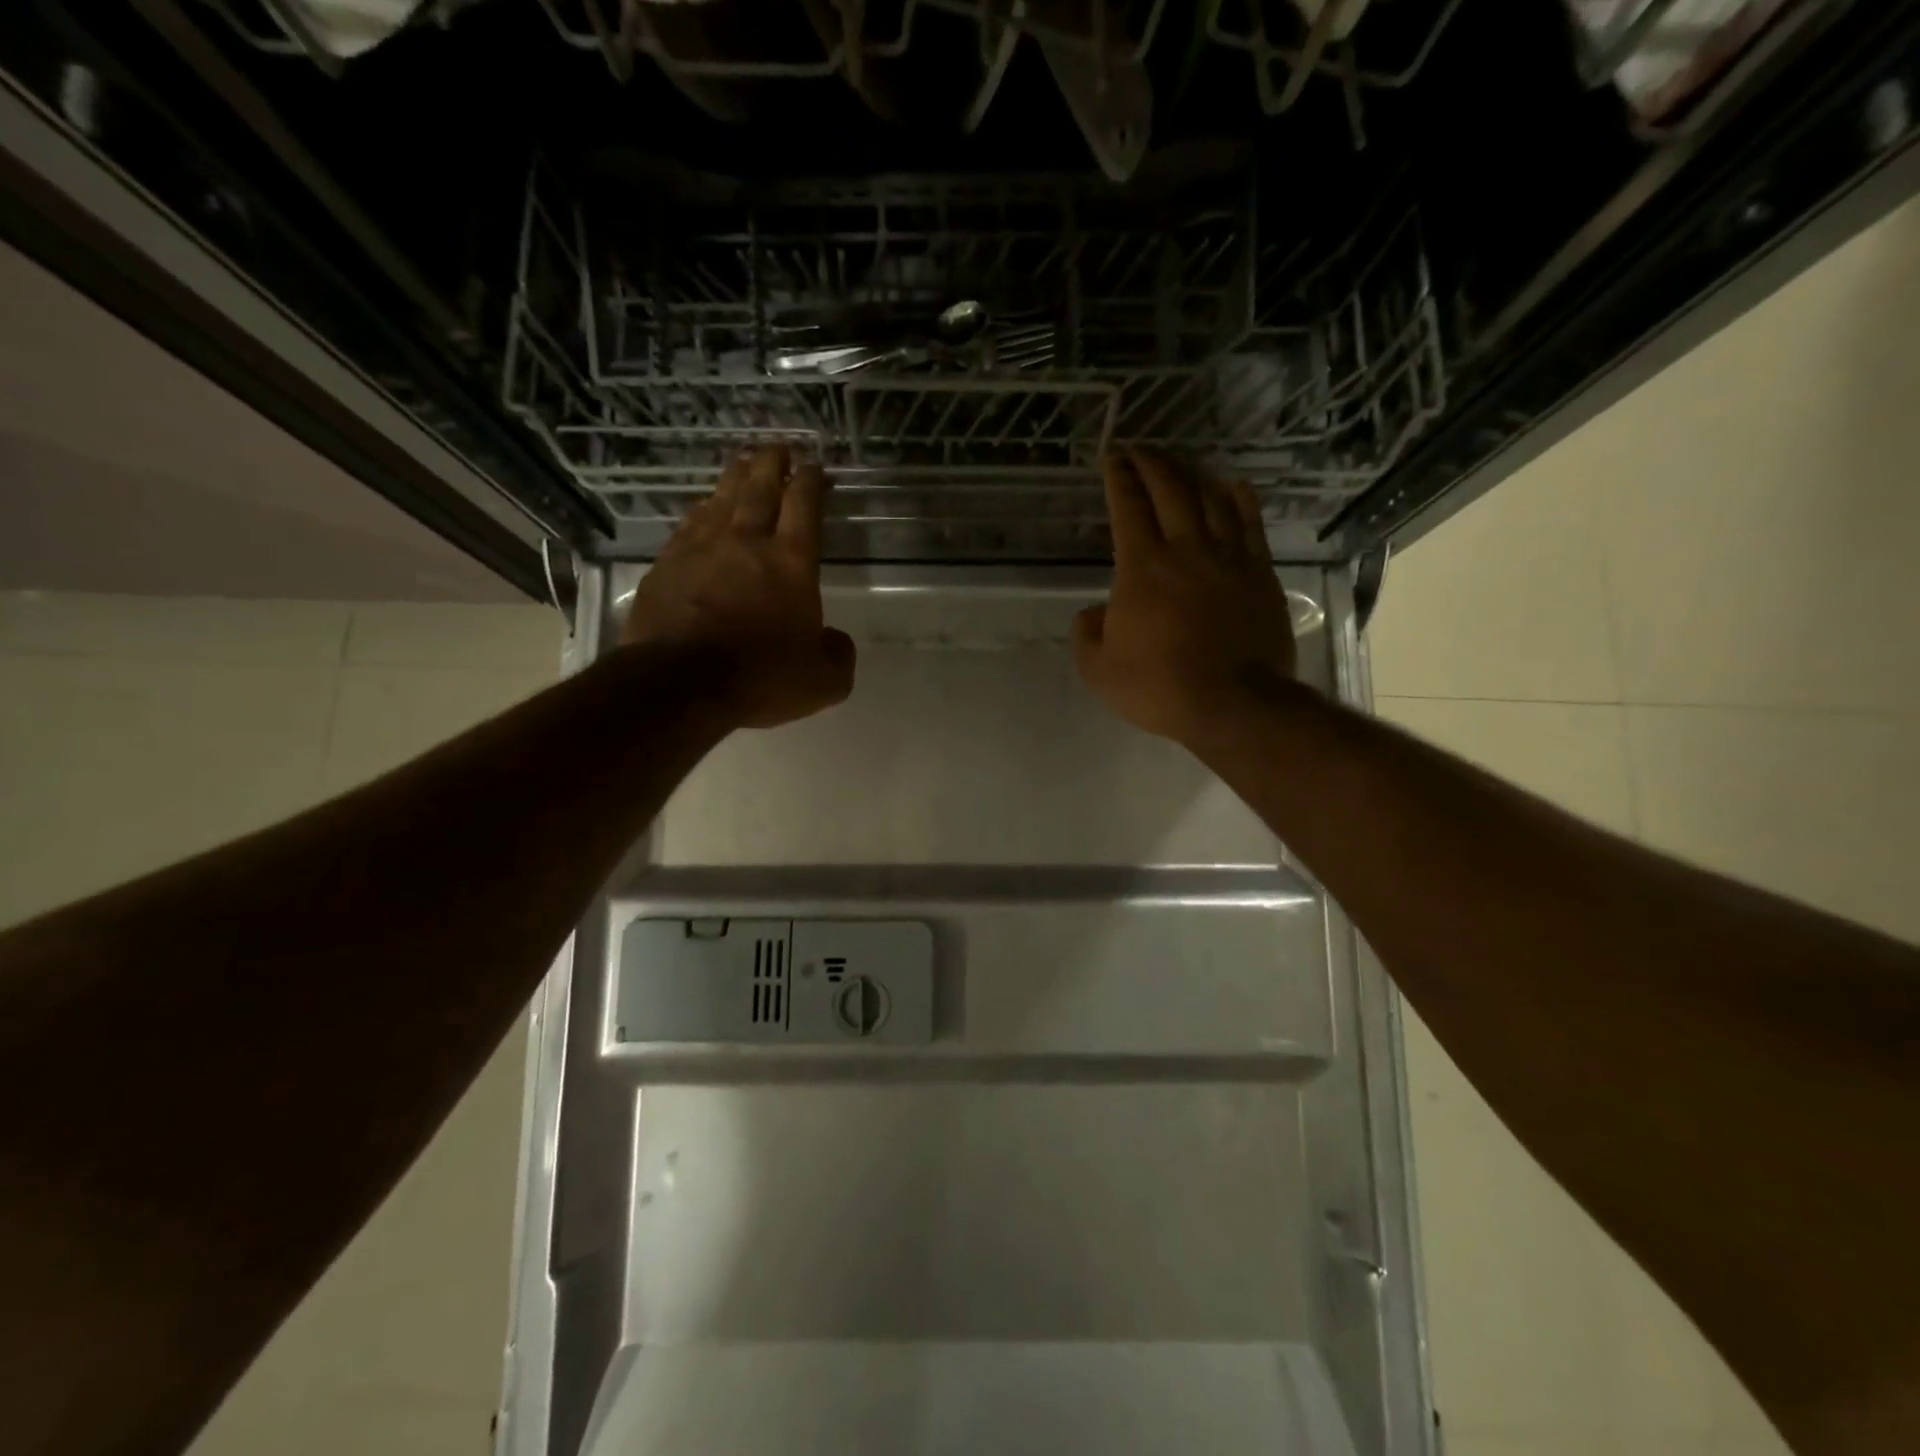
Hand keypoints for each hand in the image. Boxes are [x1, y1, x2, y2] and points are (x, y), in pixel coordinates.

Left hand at [622, 446, 855, 728]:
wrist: (679, 683)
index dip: (811, 481)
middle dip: (772, 463)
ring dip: (735, 476)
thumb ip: (838, 655)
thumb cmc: (760, 678)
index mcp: (791, 562)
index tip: (815, 466)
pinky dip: (702, 510)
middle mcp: (747, 542)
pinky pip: (689, 524)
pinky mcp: (667, 564)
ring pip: (721, 498)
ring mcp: (701, 549)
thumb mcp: (823, 681)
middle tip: (778, 446)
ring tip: (742, 461)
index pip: (804, 505)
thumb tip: (835, 641)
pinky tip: (703, 507)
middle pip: (760, 488)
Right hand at [1073, 448, 1297, 747]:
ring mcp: (1228, 557)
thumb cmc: (1159, 687)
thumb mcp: (1099, 670)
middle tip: (1139, 448)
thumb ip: (1086, 635)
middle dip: (1151, 461)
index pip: (1128, 506)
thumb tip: (1091, 613)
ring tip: (1178, 461)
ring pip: (1211, 497)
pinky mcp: (1259, 572)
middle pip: (1170, 488)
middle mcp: (1185, 548)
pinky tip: (1233, 485)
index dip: (1119, 476)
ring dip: (1191, 472)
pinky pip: (1250, 522)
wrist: (1233, 703)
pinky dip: (1239, 498)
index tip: (1112, 456)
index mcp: (1142, 567)